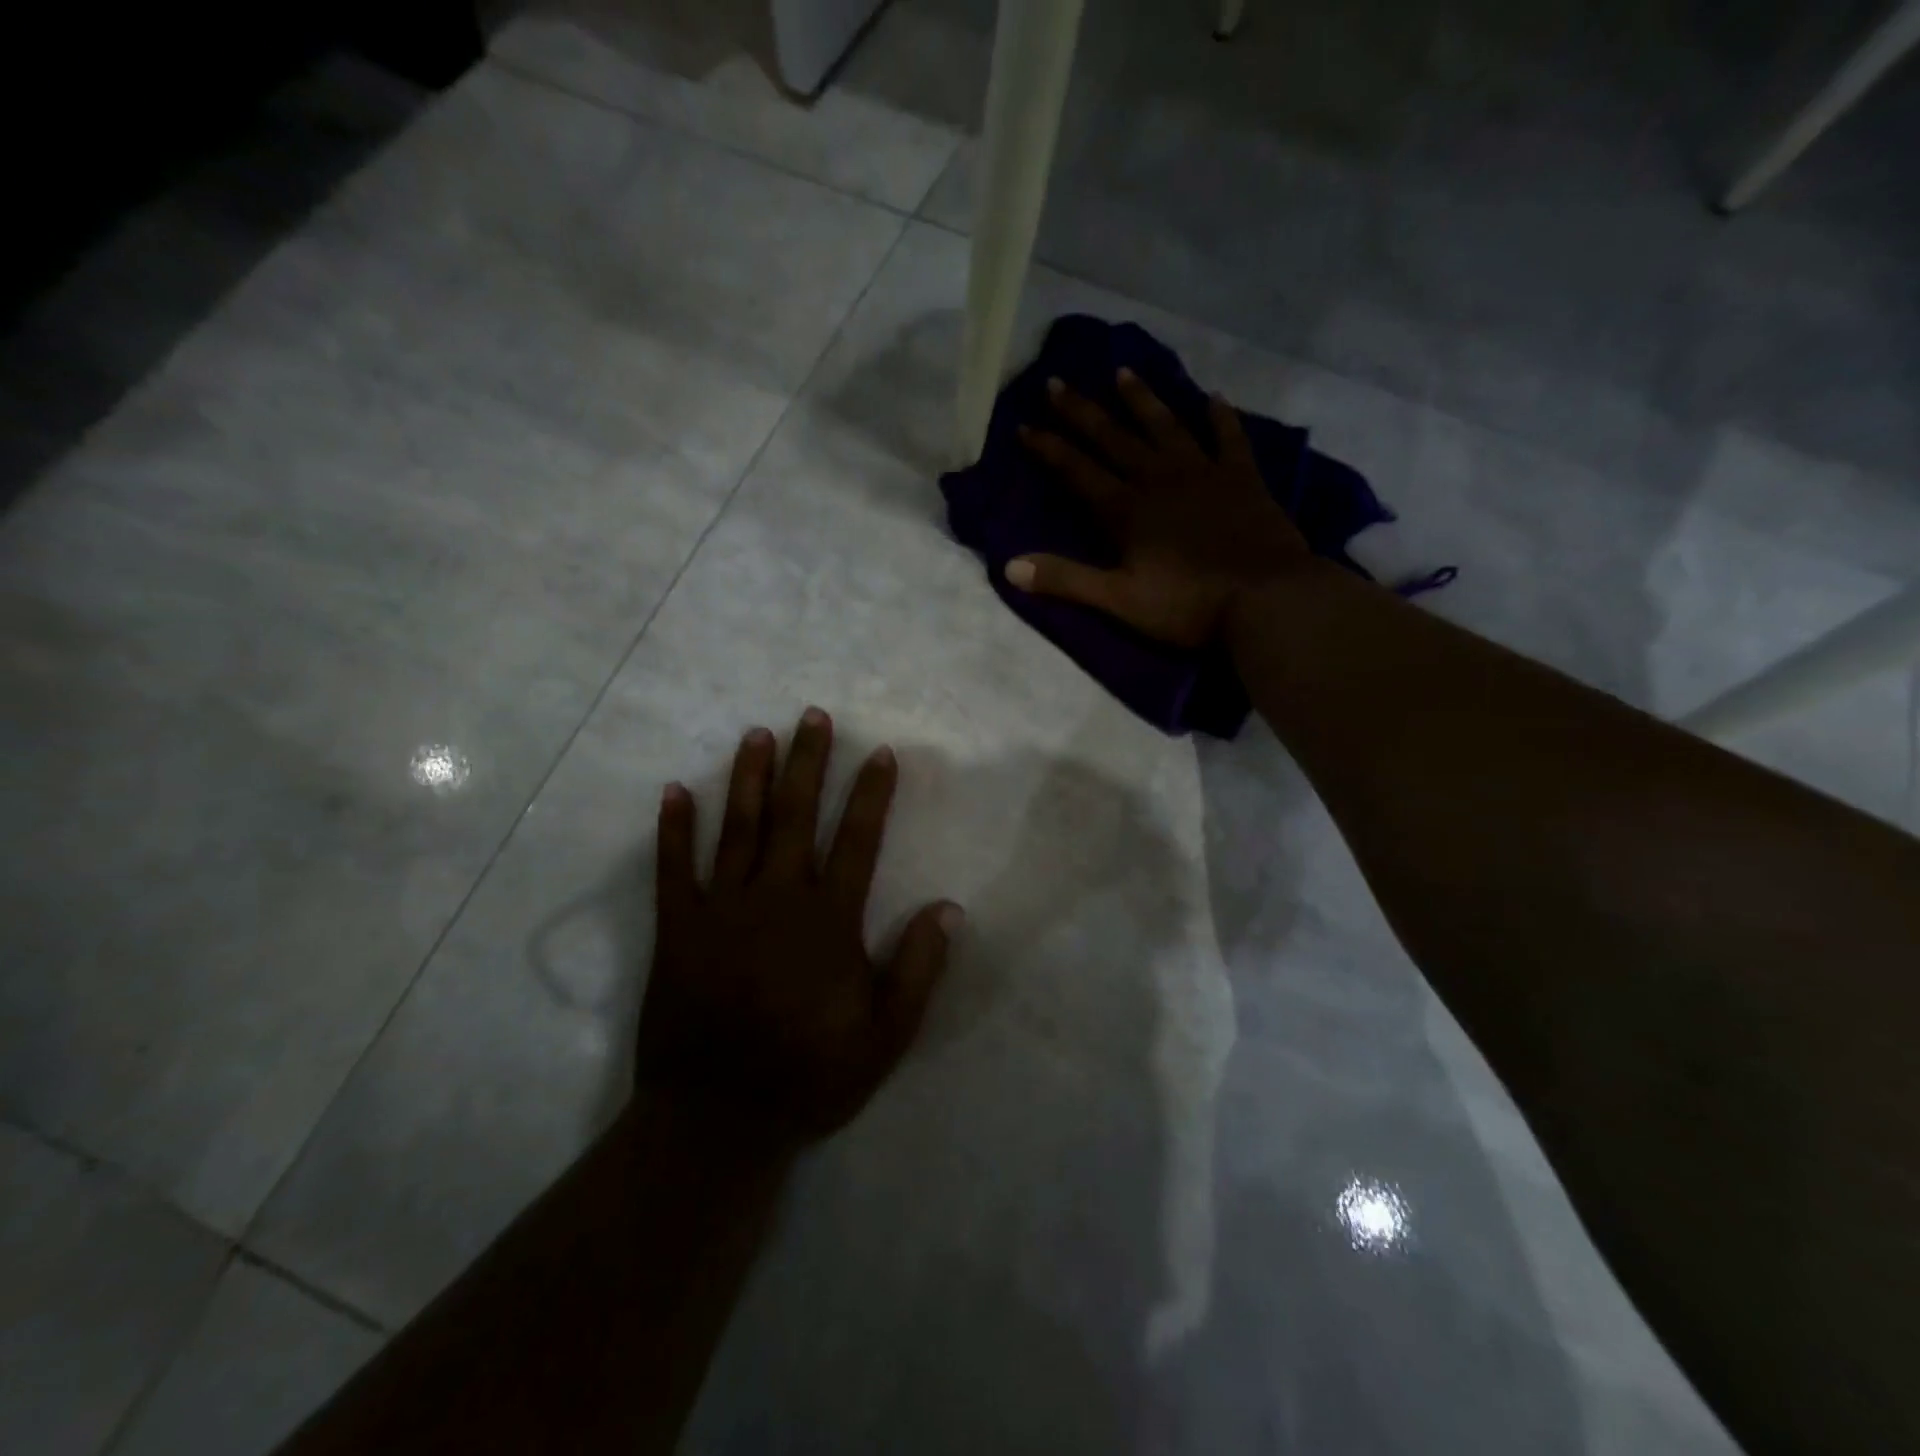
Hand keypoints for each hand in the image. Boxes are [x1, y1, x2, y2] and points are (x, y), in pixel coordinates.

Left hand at [638, 708, 961, 1152]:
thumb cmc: (808, 1075)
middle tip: (812, 717)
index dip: (871, 794)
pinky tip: (675, 791)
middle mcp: (776, 899)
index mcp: (828, 920)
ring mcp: (721, 910)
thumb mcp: (885, 1036)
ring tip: (757, 734)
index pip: (857, 840)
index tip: (879, 752)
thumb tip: (950, 908)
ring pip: (738, 829)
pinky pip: (673, 869)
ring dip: (749, 779)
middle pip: (796, 816)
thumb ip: (918, 969)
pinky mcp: (677, 929)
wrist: (716, 1121)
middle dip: (808, 763)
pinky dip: (673, 829)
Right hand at [1011, 370, 1311, 647]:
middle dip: (1082, 412)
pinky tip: (1213, 398)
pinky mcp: (1243, 479)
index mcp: (1127, 511)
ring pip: (1166, 427)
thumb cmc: (1188, 606)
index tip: (1024, 425)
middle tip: (1057, 382)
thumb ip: (1067, 580)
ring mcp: (1204, 474)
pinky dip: (1220, 418)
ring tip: (1122, 372)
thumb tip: (1009, 566)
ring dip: (1142, 400)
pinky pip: (1228, 439)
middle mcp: (1160, 480)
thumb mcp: (1119, 601)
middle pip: (1114, 438)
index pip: (1078, 471)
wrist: (1266, 599)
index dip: (1049, 448)